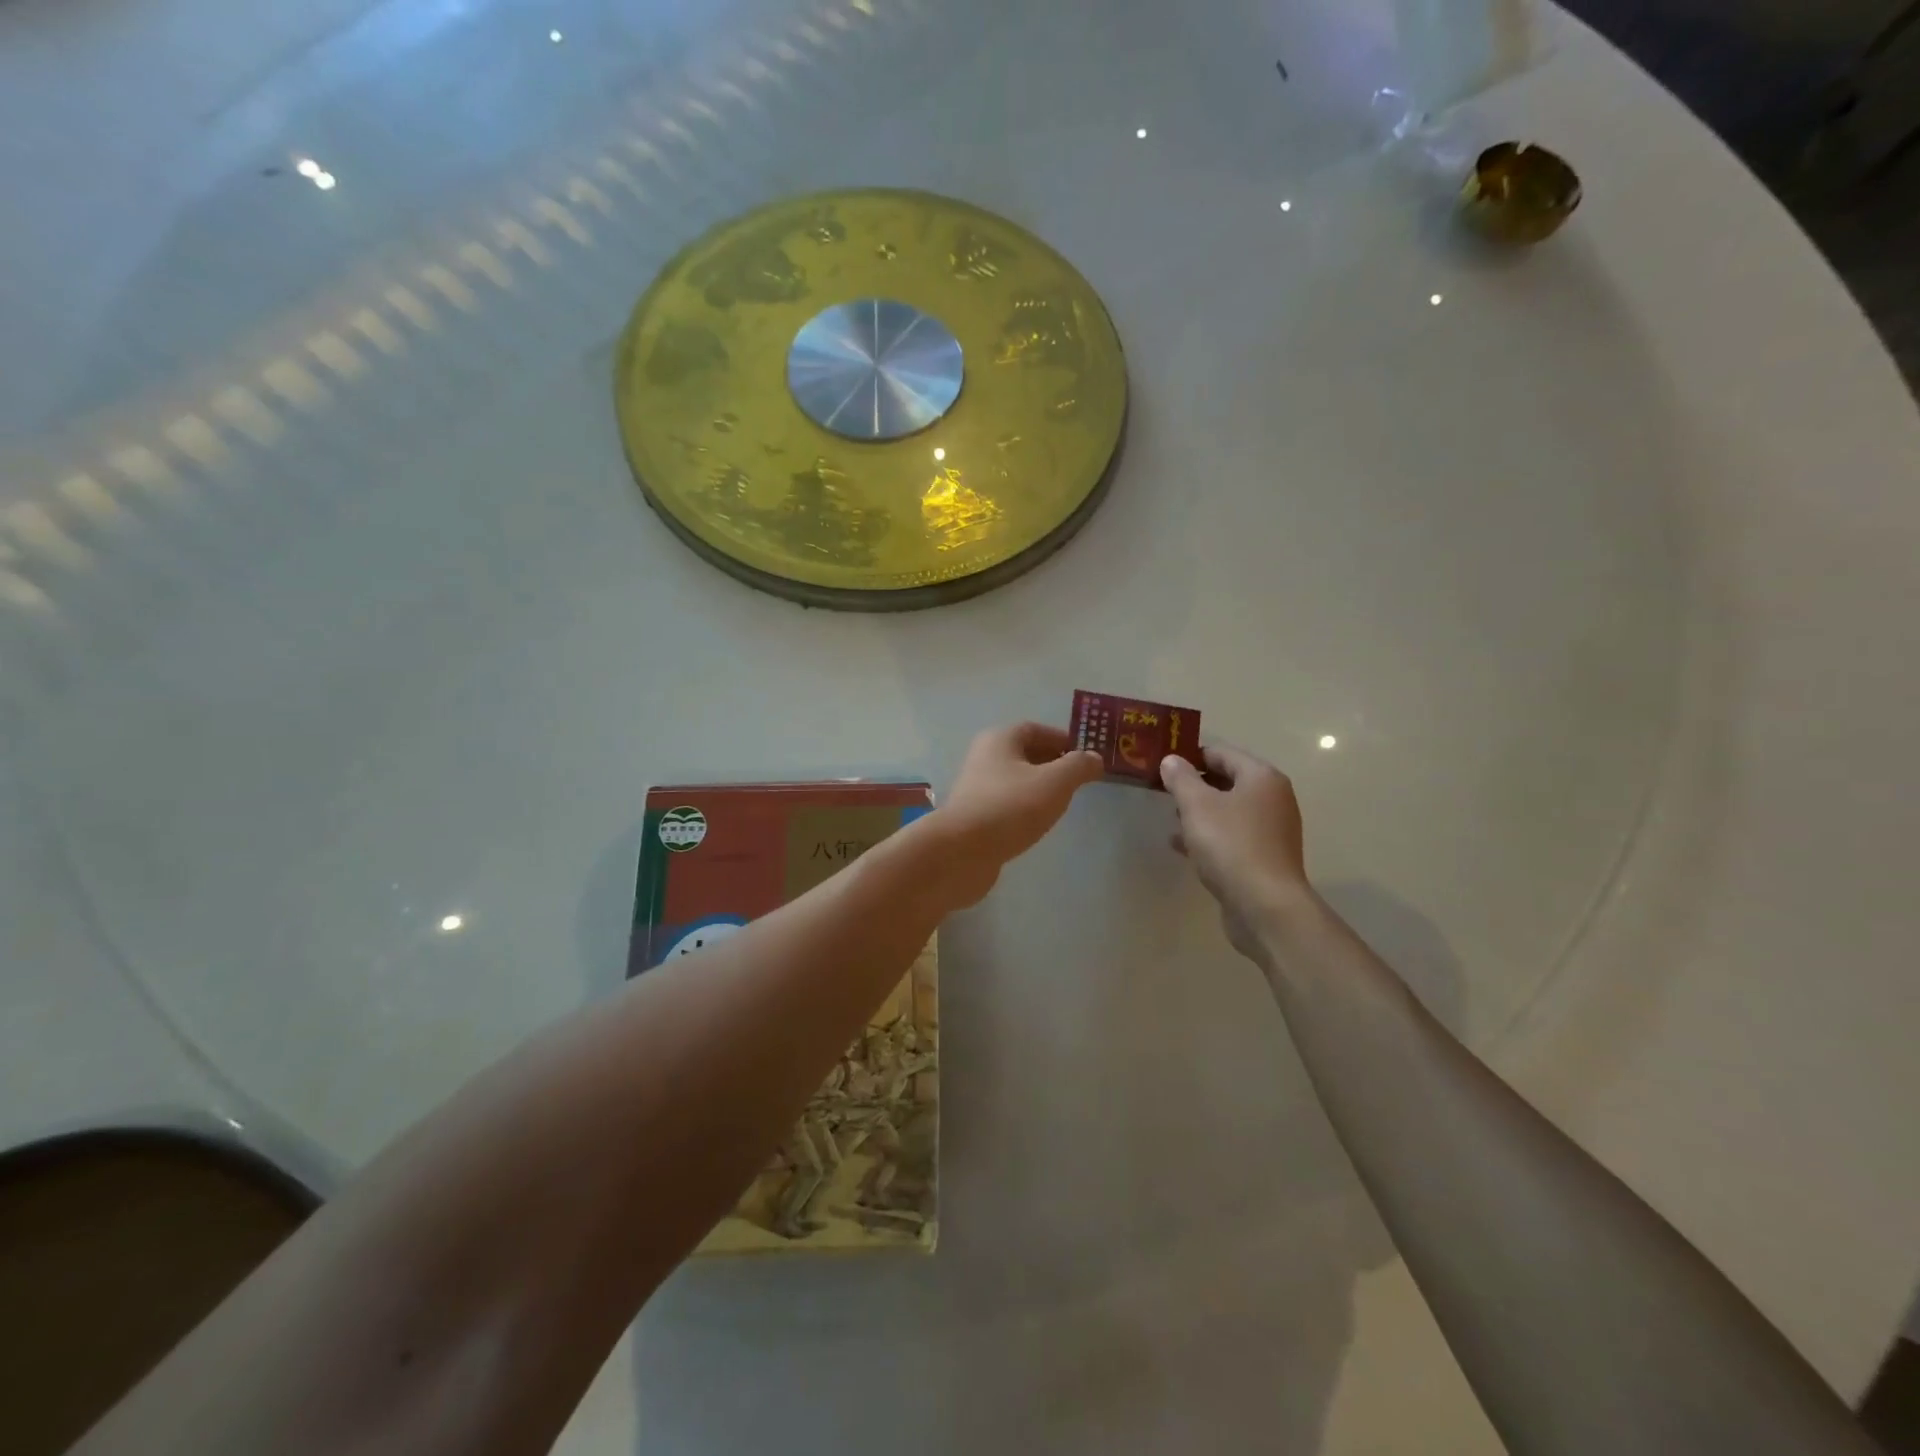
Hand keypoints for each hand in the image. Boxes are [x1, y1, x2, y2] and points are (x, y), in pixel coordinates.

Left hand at [937, 723, 1104, 905]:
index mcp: (1000, 740)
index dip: (1062, 740)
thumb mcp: (1055, 782)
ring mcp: (976, 789)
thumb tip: (1094, 758)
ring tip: (1062, 803)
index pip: (1035, 730)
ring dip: (1038, 787)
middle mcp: (984, 758)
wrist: (962, 851)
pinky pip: (1006, 804)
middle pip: (1024, 754)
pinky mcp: (974, 816)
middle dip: (1052, 763)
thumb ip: (1078, 766)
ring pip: (1015, 781)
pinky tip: (1037, 823)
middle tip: (1078, 781)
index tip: (1085, 757)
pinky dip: (1024, 808)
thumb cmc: (1010, 807)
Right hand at [1161, 744, 1310, 963]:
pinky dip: (1209, 835)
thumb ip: (1181, 778)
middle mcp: (1273, 798)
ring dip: (1200, 812)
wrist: (1265, 906)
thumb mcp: (1197, 806)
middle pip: (1227, 781)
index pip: (1222, 753)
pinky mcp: (1264, 857)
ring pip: (1228, 810)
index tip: (1162, 764)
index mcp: (1262, 778)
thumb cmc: (1231, 845)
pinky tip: (1182, 845)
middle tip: (1162, 791)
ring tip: (1170, 818)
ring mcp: (1271, 830)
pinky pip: (1232, 836)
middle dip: (1194, 785)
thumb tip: (1172, 760)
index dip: (1191, 755)